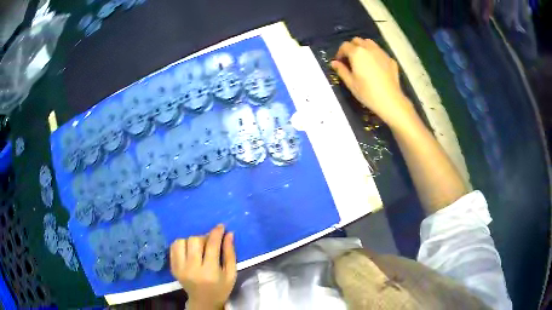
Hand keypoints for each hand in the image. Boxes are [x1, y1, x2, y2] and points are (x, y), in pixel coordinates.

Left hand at [170, 224, 236, 309]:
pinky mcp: (173, 268)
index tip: (221, 226)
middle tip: (210, 243)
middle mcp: (192, 269)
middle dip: (204, 238)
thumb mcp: (231, 274)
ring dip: (191, 241)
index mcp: (210, 272)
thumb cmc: (221, 289)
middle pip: (194, 241)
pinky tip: (189, 250)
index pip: (212, 246)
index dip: (216, 233)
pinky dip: (181, 244)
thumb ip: (230, 253)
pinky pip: (173, 247)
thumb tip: (229, 234)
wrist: (203, 302)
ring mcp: (180, 268)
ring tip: (198, 248)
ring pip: (181, 242)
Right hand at [331, 38, 416, 129]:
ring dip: (363, 47)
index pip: (344, 46)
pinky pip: (380, 52)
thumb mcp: (351, 83)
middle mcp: (369, 48)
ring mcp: (381, 53)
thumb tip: (334, 63)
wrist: (390, 101)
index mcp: (357, 53)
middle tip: (350, 59)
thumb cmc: (368, 93)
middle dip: (351, 47)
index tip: (339, 61)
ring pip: (369, 43)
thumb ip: (341, 70)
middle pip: (357, 41)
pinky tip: (375, 66)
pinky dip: (375, 54)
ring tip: (363, 59)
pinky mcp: (390, 59)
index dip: (340, 52)